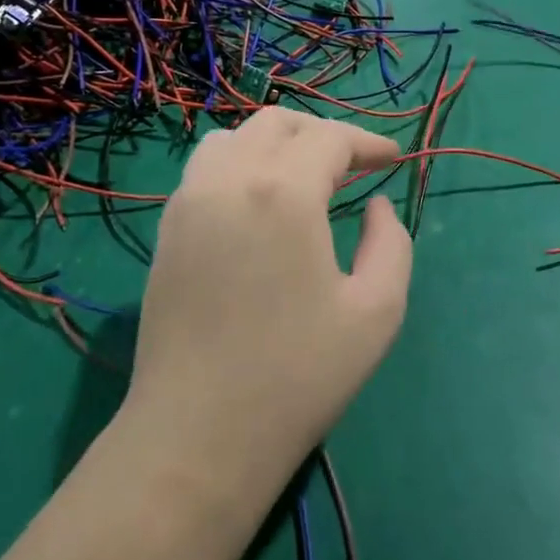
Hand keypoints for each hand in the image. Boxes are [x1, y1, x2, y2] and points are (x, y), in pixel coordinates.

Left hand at [124, 109, 412, 502]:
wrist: (197, 436)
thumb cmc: (297, 376)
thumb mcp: (377, 311)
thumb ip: (391, 243)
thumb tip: (376, 206)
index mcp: (283, 192)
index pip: (329, 138)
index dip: (367, 142)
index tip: (392, 159)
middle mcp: (229, 179)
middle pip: (277, 123)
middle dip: (322, 134)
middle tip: (353, 166)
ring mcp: (188, 200)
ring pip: (234, 138)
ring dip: (276, 143)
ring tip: (305, 178)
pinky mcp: (167, 228)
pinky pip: (206, 168)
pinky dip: (240, 164)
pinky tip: (260, 205)